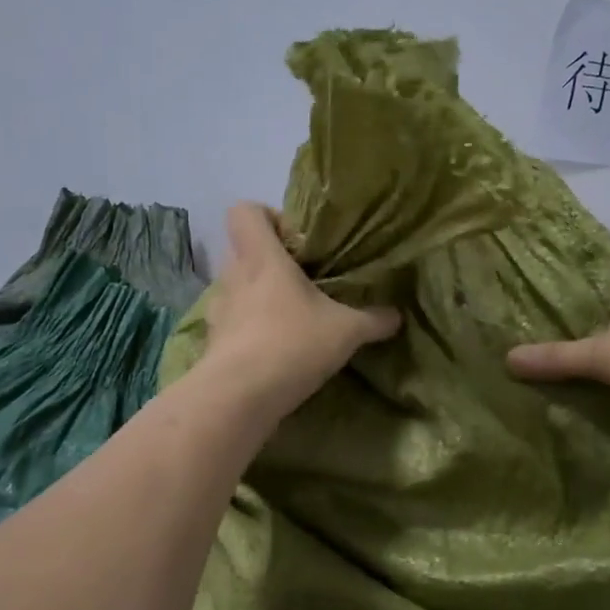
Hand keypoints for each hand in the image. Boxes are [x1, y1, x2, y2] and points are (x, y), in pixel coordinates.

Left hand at [202, 203, 400, 418]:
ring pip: (235, 287)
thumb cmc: (292, 344)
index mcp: (261, 257)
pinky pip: (231, 323)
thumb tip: (396, 316)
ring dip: (258, 297)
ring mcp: (218, 310)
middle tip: (302, 282)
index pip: (245, 212)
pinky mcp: (212, 342)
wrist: (238, 397)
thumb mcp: (346, 331)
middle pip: (242, 249)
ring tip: (288, 318)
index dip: (269, 218)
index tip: (298, 242)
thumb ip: (373, 320)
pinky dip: (248, 329)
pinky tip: (274, 350)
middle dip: (270, 262)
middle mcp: (233, 276)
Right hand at [506, 252, 609, 447]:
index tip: (541, 263)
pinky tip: (586, 380)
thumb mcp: (604, 355)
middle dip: (578, 304)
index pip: (605, 255)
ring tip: (551, 345)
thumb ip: (556, 357)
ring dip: (596, 339)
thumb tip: (507, 358)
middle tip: (532, 310)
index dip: (576, 256)